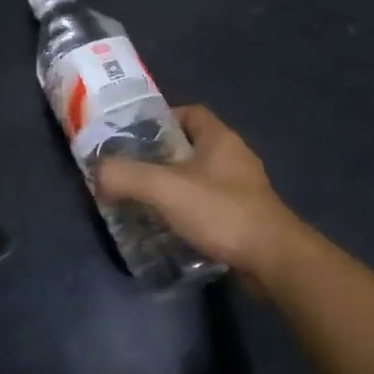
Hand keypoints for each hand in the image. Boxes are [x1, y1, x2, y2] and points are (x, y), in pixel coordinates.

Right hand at [95, 105, 306, 279]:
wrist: (274, 261)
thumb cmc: (222, 212)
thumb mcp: (166, 189)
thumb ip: (127, 176)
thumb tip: (98, 172)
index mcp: (219, 138)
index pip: (189, 112)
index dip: (161, 119)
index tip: (134, 136)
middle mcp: (234, 157)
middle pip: (191, 146)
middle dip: (161, 157)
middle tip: (131, 171)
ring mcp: (243, 189)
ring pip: (200, 178)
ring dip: (175, 187)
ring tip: (144, 201)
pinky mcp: (245, 217)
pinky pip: (210, 205)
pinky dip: (189, 212)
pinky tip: (170, 228)